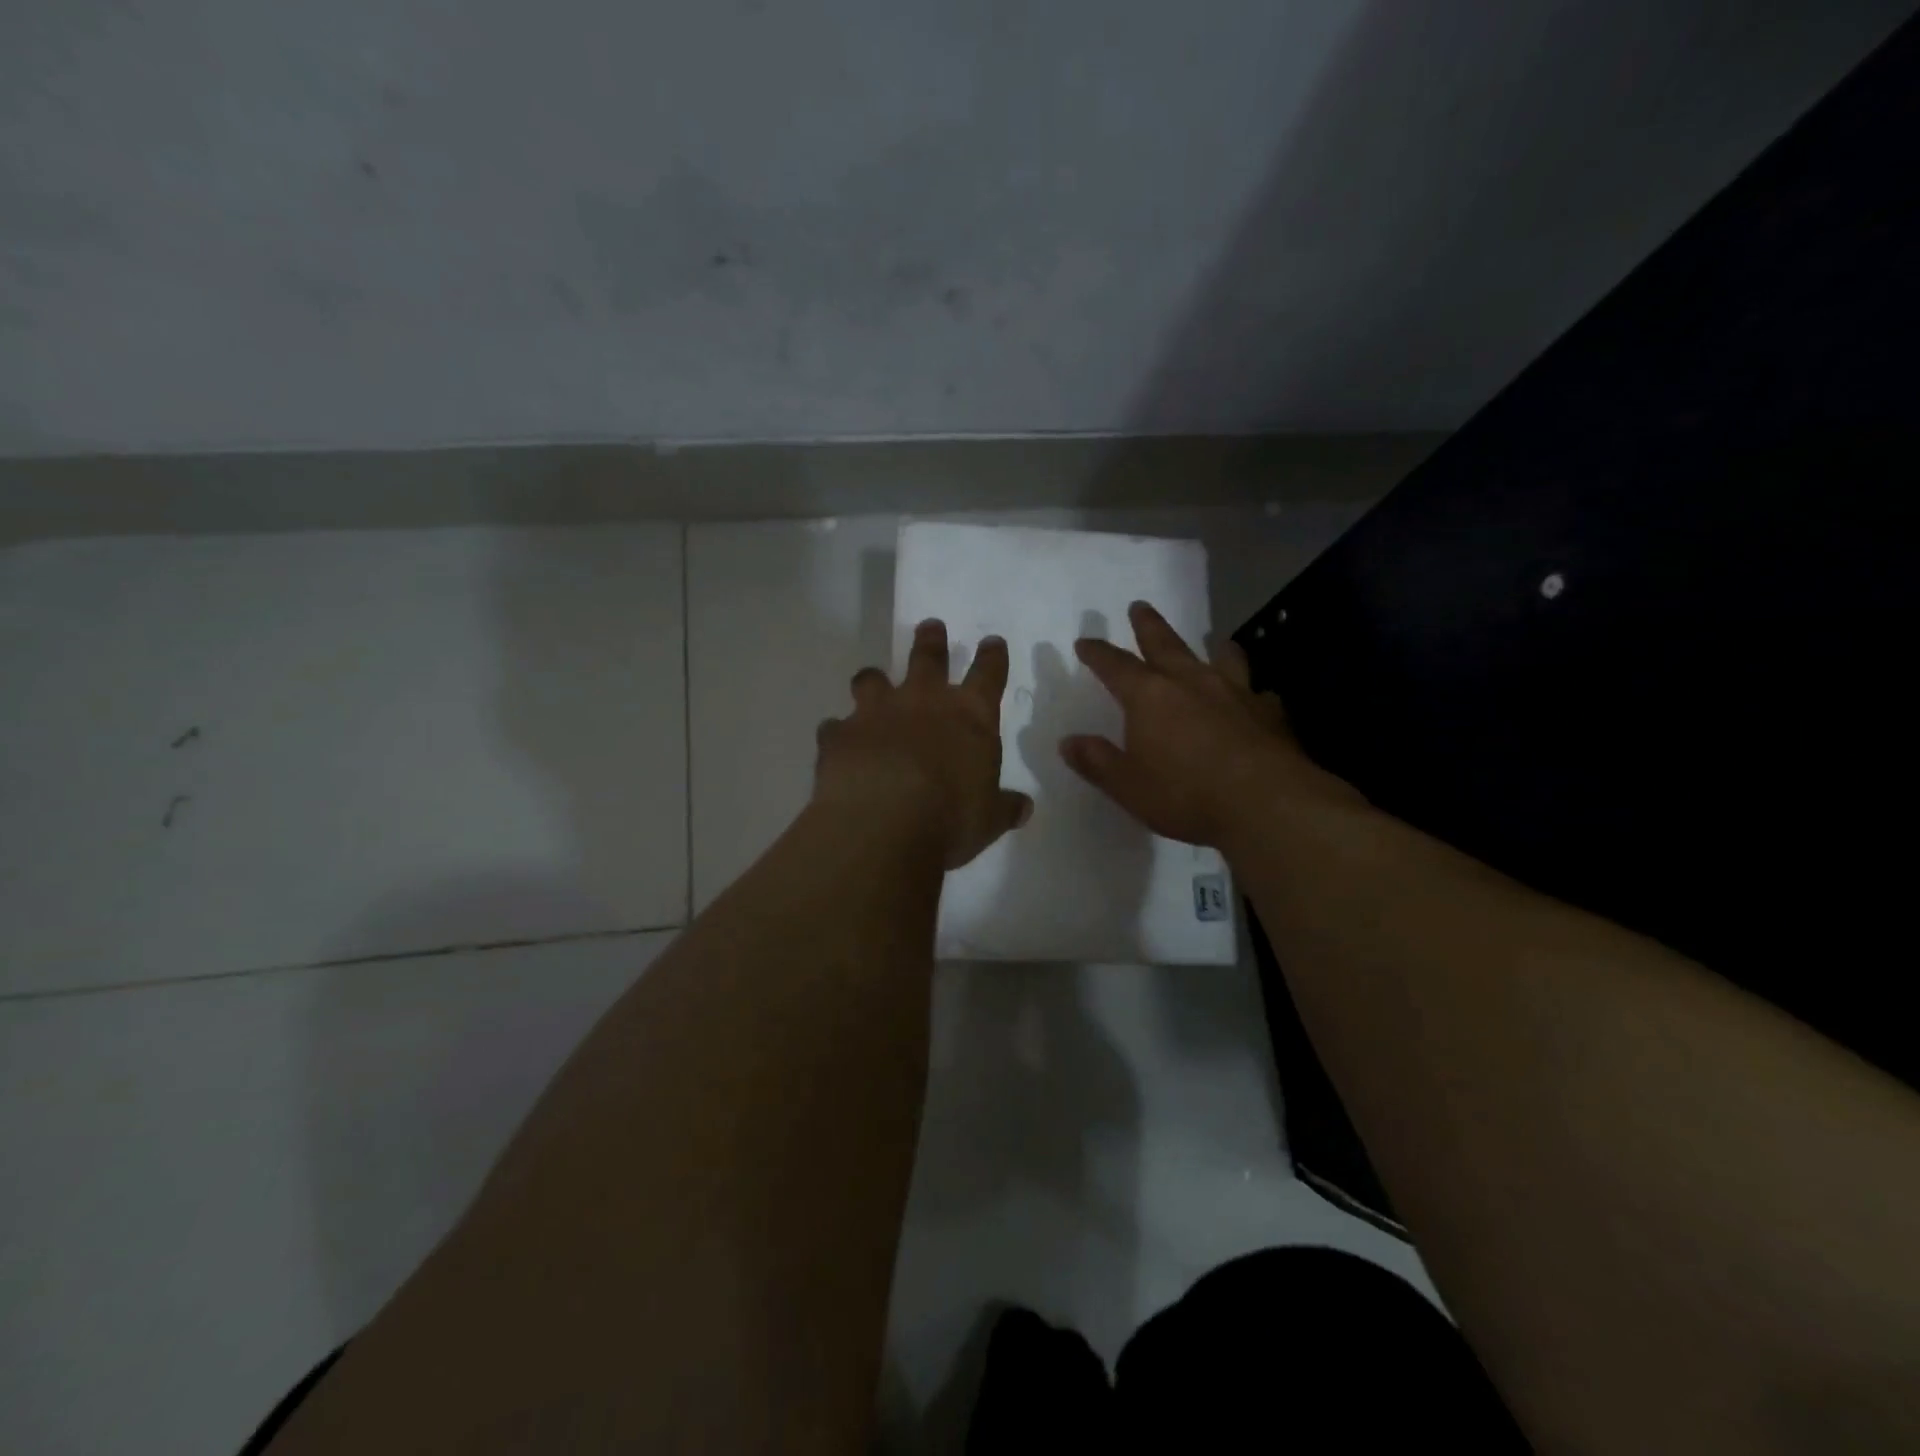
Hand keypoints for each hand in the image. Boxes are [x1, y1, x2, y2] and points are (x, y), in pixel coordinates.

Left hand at [814, 619, 1033, 869]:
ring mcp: (876, 713)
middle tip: (930, 627)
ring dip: (874, 679)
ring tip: (872, 680)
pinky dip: (838, 732)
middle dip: (931, 641)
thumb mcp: (988, 820)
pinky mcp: (838, 734)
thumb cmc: (950, 819)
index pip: (988, 675)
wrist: (883, 824)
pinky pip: (835, 726)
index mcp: (969, 716)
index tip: (992, 642)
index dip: (992, 657)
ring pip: (872, 680)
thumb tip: (1024, 807)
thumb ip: (1004, 807)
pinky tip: (837, 742)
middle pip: (928, 658)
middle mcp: (923, 702)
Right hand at [1061, 600, 1362, 849]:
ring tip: (1214, 640)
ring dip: (1213, 647)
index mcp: (1149, 696)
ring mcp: (1235, 693)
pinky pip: (1257, 693)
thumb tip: (1068, 742)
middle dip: (1148, 625)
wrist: (1266, 803)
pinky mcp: (1269, 713)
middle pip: (1165, 643)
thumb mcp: (1128, 786)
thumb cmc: (1186, 794)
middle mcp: (1191, 682)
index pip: (1115, 665)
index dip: (1098, 653)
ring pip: (1221, 657)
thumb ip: (1097, 761)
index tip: (1085, 642)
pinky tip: (1255, 699)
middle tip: (1139, 606)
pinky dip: (1251, 692)